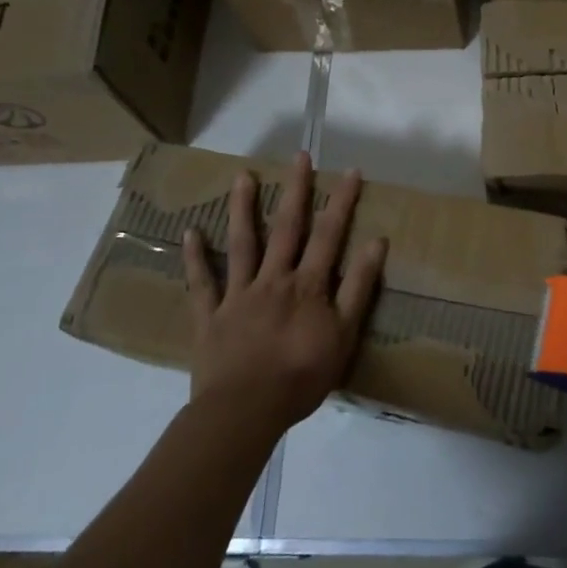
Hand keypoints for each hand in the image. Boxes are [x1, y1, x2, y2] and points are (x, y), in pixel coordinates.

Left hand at [182, 152, 387, 431]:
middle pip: (287, 228)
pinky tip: (190, 232)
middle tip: (298, 156)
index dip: (341, 201)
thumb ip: (360, 288)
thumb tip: (376, 242)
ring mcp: (239, 295)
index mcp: (308, 285)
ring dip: (243, 209)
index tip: (351, 171)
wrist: (246, 411)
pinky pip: (202, 283)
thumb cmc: (302, 376)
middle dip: (296, 190)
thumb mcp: (345, 335)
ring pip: (242, 244)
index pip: (329, 234)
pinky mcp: (211, 316)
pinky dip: (195, 258)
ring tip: (242, 177)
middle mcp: (274, 279)